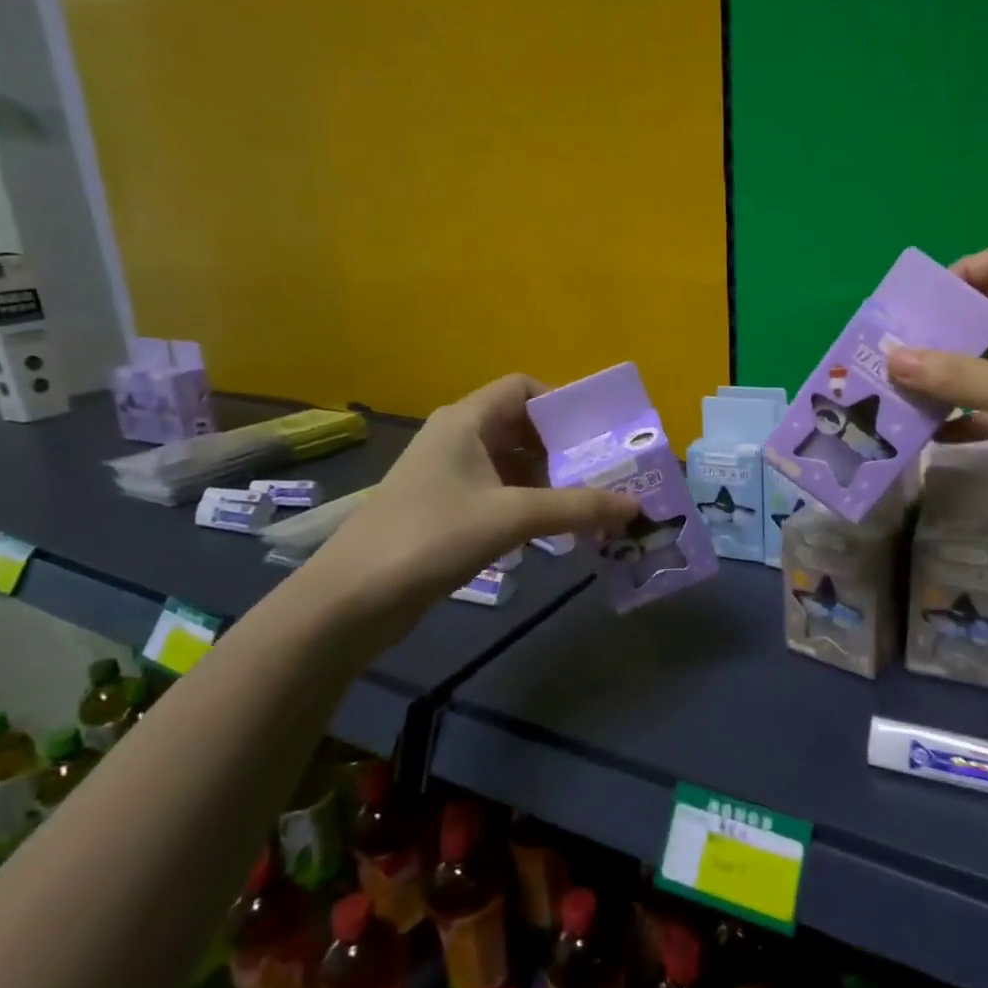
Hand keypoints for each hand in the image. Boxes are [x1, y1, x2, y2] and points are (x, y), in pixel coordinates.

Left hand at [304, 374, 637, 639]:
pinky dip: (530, 506)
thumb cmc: (432, 537)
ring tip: (593, 505)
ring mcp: (449, 476)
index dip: (563, 403)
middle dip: (566, 449)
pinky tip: (556, 532)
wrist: (352, 599)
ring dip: (552, 482)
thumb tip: (635, 505)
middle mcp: (458, 439)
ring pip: (513, 464)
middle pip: (523, 427)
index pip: (523, 387)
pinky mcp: (446, 510)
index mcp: (467, 420)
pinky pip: (500, 494)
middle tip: (609, 473)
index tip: (599, 433)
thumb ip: (577, 507)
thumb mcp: (513, 517)